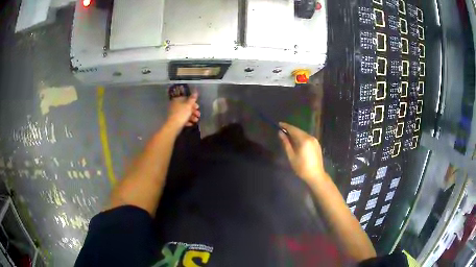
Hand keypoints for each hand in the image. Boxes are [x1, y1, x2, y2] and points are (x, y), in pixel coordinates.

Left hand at [166, 91, 200, 130]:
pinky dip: (187, 121)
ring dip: (191, 117)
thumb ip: (192, 99)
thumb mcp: (188, 105)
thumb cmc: (182, 114)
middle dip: (193, 111)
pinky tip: (191, 124)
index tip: (198, 107)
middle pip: (186, 107)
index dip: (193, 103)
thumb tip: (195, 91)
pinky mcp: (174, 120)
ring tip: (196, 120)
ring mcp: (174, 113)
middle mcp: (175, 105)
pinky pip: (182, 119)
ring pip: (184, 113)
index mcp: (177, 100)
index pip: (186, 99)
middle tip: (198, 115)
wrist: (173, 126)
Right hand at [278, 122, 325, 183]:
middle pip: (299, 131)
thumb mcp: (291, 156)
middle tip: (282, 130)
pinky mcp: (317, 144)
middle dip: (290, 130)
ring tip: (288, 136)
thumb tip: (280, 133)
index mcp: (304, 140)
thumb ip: (286, 143)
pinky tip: (297, 142)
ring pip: (303, 134)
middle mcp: (310, 137)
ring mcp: (315, 141)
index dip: (285, 126)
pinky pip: (307, 138)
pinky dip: (301, 138)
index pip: (293, 129)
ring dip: (296, 134)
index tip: (279, 124)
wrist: (315, 175)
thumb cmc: (301, 167)